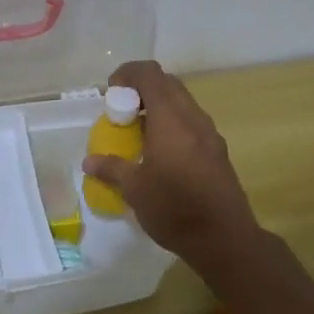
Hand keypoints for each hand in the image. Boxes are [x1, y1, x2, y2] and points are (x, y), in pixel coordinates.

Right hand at [81, 60, 260, 269]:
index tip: (110, 93)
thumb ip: (111, 169)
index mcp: (170, 119)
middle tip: (122, 112)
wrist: (225, 240)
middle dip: (141, 89)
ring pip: (182, 102)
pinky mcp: (217, 150)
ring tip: (138, 133)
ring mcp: (209, 133)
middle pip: (167, 83)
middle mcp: (193, 118)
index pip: (149, 74)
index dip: (127, 74)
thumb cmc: (175, 209)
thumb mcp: (134, 190)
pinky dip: (172, 123)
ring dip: (158, 107)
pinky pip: (191, 122)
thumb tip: (89, 161)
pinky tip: (160, 153)